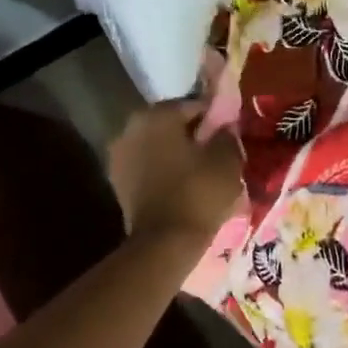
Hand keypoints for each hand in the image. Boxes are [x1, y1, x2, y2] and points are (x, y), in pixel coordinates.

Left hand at [108, 101, 243, 248]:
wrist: (164, 242)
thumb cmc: (198, 192)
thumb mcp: (227, 160)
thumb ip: (226, 135)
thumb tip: (224, 128)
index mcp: (156, 115)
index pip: (192, 105)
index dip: (214, 118)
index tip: (229, 133)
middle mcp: (131, 128)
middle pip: (171, 125)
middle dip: (193, 135)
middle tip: (217, 151)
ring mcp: (119, 156)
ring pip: (158, 146)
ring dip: (177, 153)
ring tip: (202, 170)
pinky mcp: (118, 182)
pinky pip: (148, 167)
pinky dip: (164, 171)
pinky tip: (184, 185)